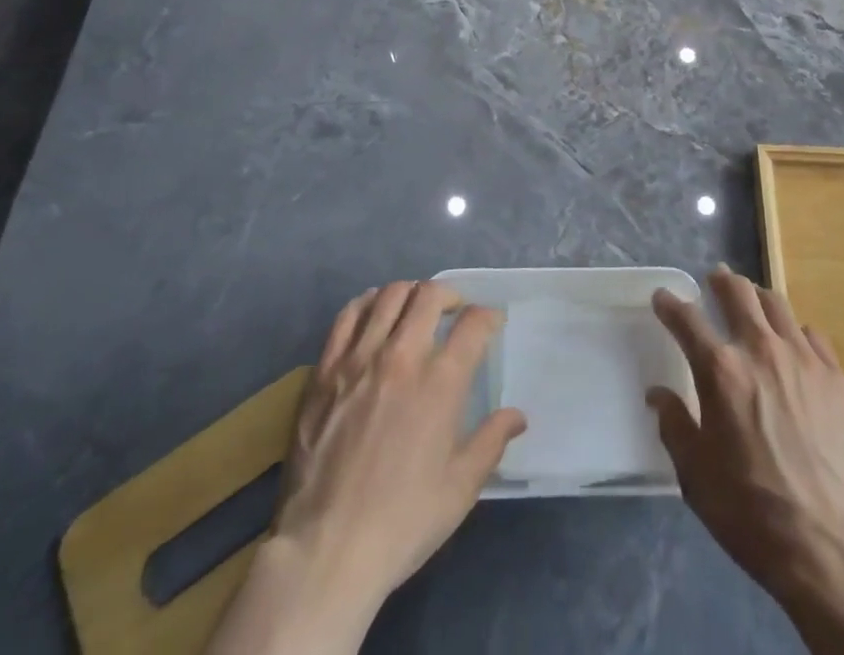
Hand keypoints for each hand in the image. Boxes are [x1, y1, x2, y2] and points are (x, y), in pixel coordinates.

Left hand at [206, 281, 525, 654]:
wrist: (326, 549)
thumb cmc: (402, 521)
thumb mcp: (460, 488)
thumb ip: (491, 441)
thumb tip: (517, 415)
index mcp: (441, 382)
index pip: (474, 324)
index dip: (488, 316)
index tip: (490, 324)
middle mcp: (402, 356)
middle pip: (430, 295)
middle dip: (450, 295)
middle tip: (454, 311)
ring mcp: (360, 359)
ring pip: (389, 296)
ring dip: (410, 294)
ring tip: (415, 310)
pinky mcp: (325, 370)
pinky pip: (348, 316)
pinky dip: (367, 304)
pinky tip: (373, 314)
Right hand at [649, 267, 843, 654]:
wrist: (832, 547)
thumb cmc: (752, 512)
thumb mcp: (696, 476)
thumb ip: (674, 425)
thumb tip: (658, 395)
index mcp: (721, 370)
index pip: (686, 319)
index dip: (670, 304)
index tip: (662, 298)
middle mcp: (761, 350)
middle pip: (738, 292)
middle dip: (721, 281)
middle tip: (715, 280)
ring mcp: (804, 360)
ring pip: (777, 304)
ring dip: (757, 298)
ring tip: (752, 303)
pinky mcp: (837, 378)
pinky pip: (812, 335)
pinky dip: (795, 332)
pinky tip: (793, 346)